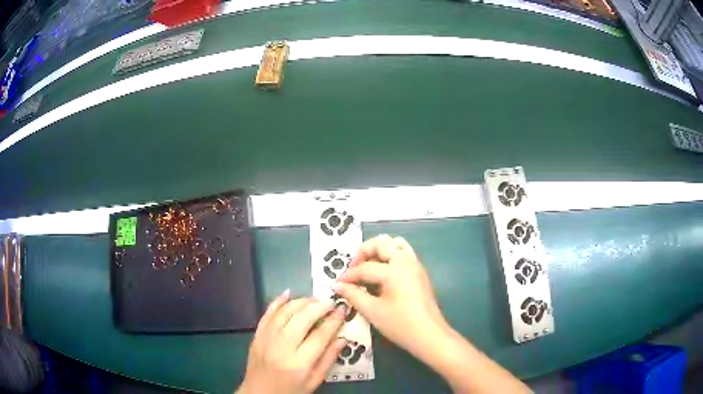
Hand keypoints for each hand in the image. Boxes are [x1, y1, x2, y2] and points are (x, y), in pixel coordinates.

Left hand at [237, 290, 346, 393]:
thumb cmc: (290, 391)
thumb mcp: (314, 381)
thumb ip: (328, 360)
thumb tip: (342, 338)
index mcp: (299, 363)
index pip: (320, 336)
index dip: (333, 321)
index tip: (343, 309)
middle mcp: (282, 348)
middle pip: (302, 319)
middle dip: (319, 306)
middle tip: (330, 301)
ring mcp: (266, 340)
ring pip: (284, 313)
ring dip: (301, 302)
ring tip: (314, 299)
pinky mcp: (256, 336)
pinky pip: (267, 314)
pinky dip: (277, 302)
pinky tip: (288, 293)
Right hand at [332, 235, 448, 360]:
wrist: (429, 336)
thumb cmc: (400, 325)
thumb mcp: (373, 311)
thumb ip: (353, 295)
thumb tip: (337, 285)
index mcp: (395, 270)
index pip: (365, 267)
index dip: (348, 276)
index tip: (337, 284)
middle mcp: (406, 261)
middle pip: (382, 243)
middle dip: (364, 252)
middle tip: (353, 269)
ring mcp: (415, 265)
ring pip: (395, 245)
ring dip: (379, 251)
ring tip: (366, 267)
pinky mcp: (419, 273)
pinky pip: (403, 254)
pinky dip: (389, 257)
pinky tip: (380, 275)